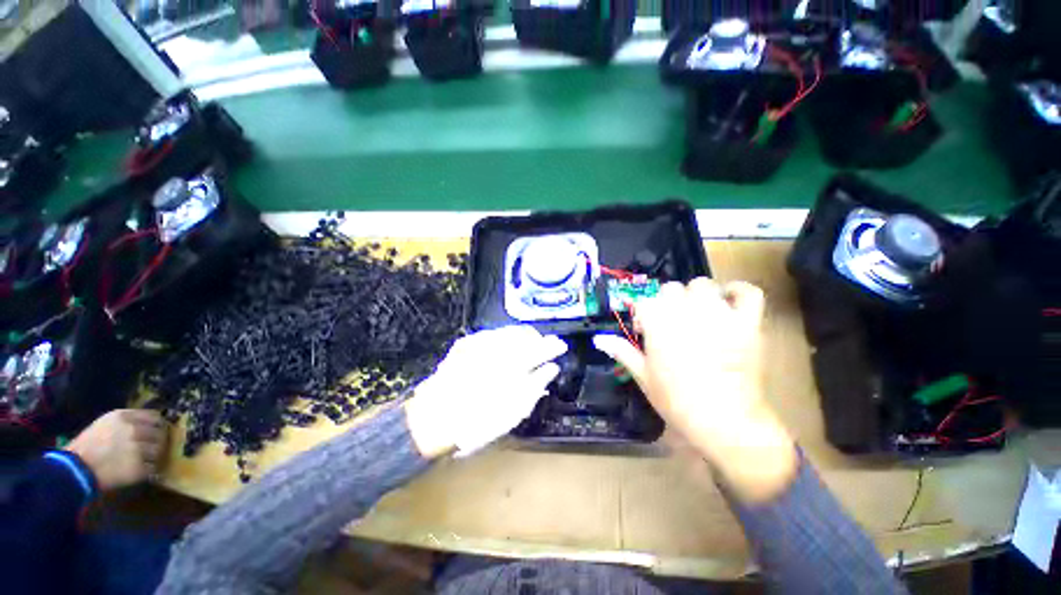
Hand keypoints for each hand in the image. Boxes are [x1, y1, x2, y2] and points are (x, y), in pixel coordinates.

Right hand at [65, 410, 167, 491]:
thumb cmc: (86, 447)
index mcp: (124, 417)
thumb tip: (148, 423)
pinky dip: (149, 470)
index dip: (157, 425)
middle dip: (157, 441)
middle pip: (159, 433)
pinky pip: (153, 467)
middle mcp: (134, 429)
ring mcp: (137, 448)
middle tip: (151, 448)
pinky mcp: (139, 467)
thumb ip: (127, 421)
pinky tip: (140, 471)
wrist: (75, 469)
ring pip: (158, 450)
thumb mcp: (104, 425)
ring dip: (154, 456)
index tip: (156, 431)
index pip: (154, 417)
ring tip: (143, 460)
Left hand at [405, 325, 566, 457]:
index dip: (554, 346)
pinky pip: (493, 334)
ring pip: (510, 331)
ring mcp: (482, 341)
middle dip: (539, 339)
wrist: (434, 417)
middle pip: (527, 334)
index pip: (543, 347)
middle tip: (544, 349)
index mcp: (516, 363)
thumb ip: (537, 384)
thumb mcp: (515, 410)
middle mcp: (500, 345)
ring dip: (522, 338)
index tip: (561, 347)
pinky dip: (504, 339)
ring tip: (526, 348)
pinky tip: (503, 350)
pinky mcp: (468, 342)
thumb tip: (551, 369)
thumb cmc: (479, 420)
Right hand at [594, 279, 797, 502]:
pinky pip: (747, 292)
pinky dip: (738, 290)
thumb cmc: (676, 400)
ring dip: (696, 295)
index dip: (643, 314)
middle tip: (670, 323)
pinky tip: (729, 299)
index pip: (644, 301)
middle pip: (671, 288)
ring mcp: (719, 314)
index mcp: (658, 323)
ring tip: (696, 314)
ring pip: (703, 284)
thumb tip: (598, 338)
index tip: (644, 330)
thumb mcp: (642, 375)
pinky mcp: (747, 322)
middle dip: (666, 302)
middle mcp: (686, 311)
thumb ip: (621, 350)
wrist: (724, 421)